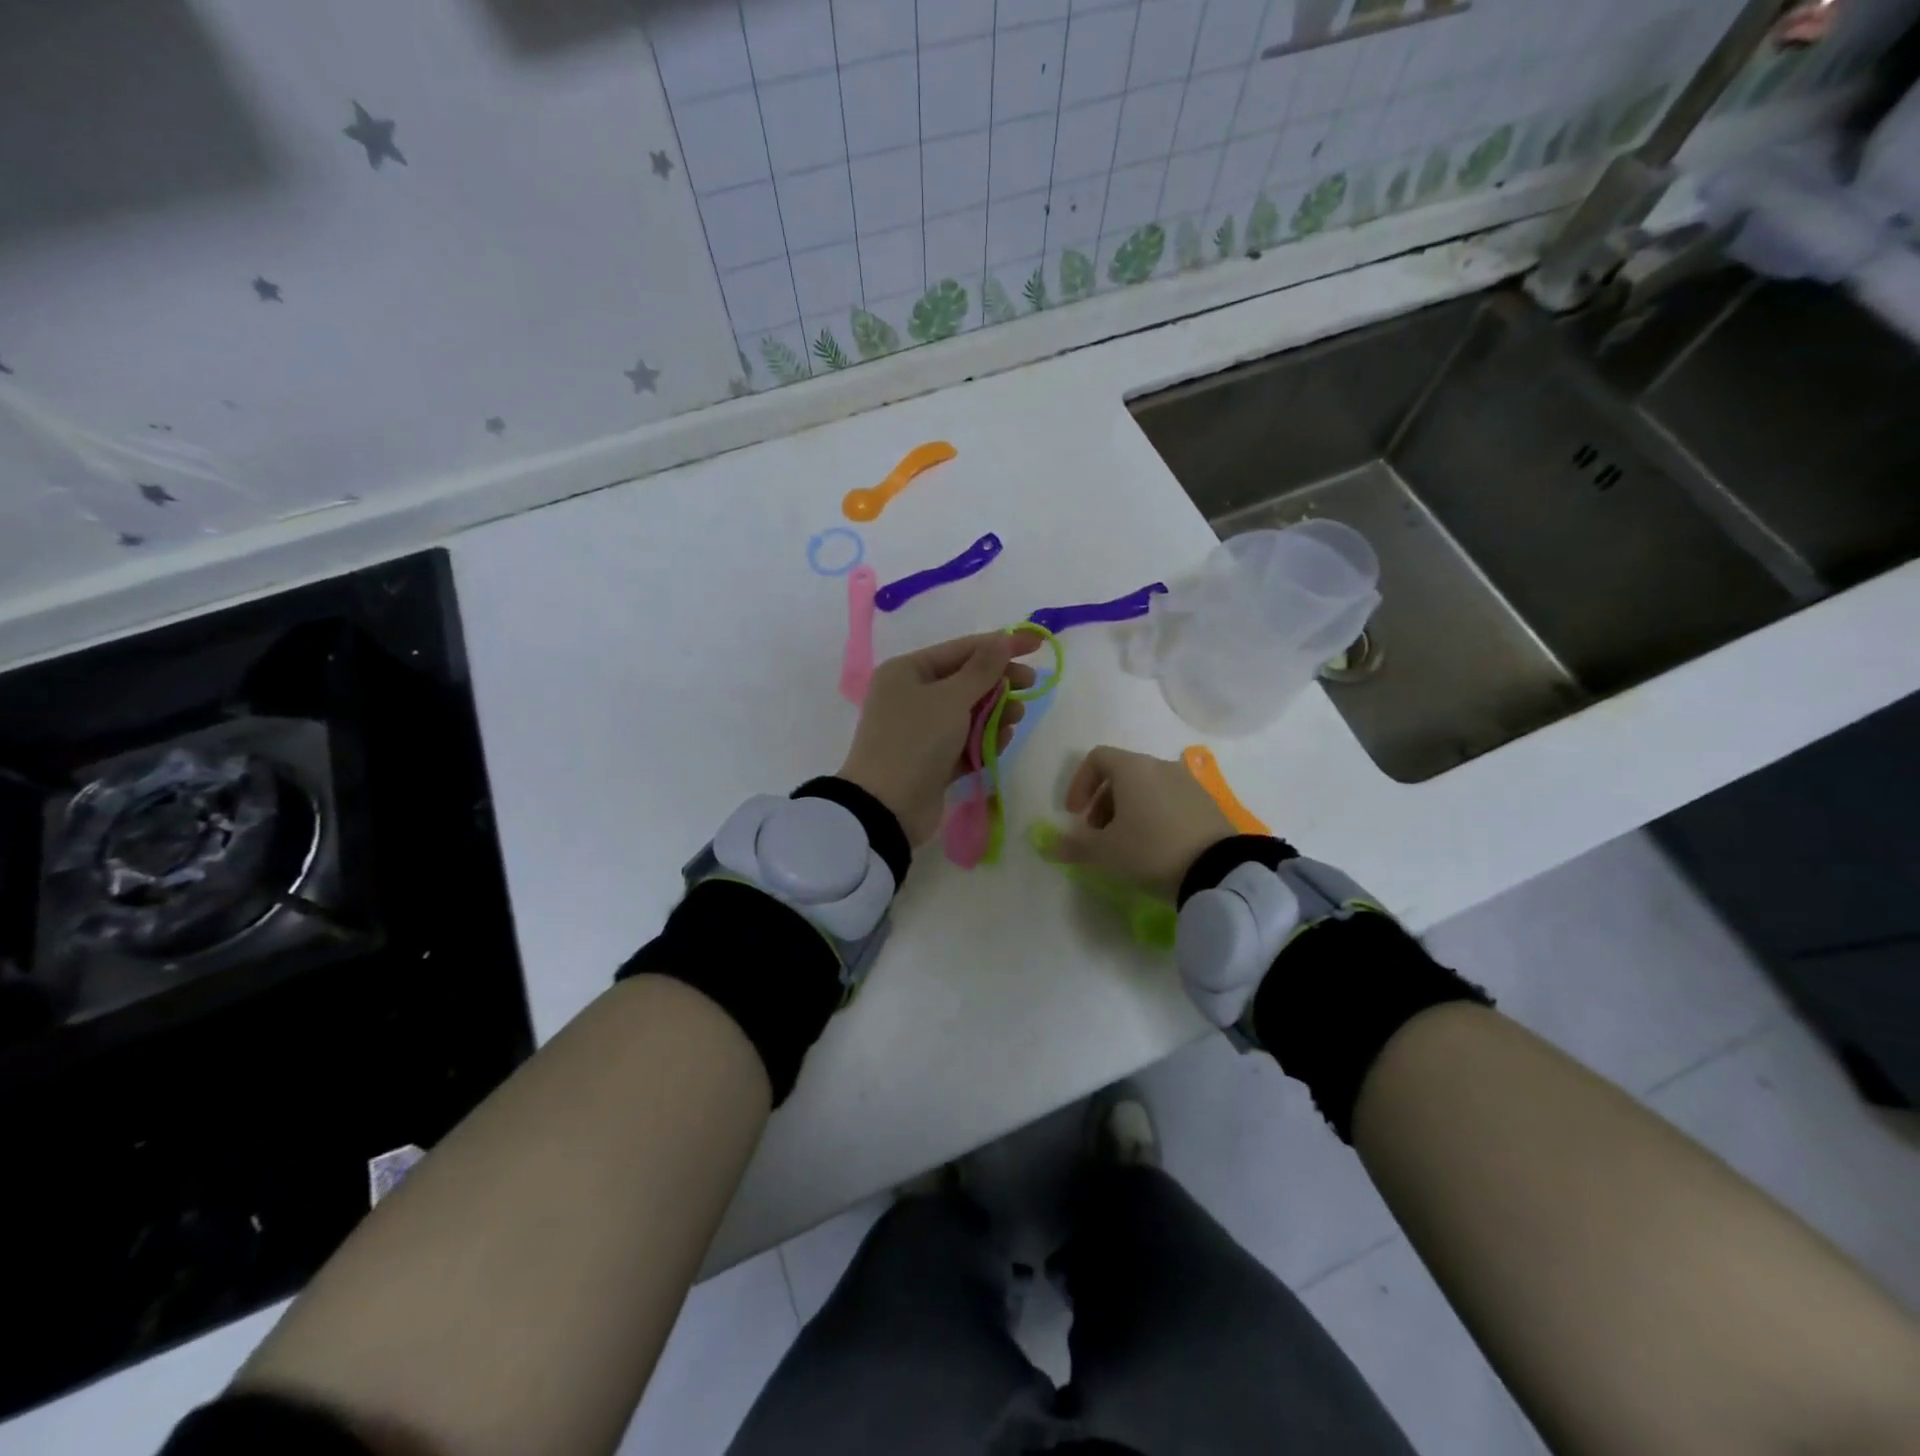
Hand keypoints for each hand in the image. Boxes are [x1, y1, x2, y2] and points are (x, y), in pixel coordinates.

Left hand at [839, 632, 1040, 845]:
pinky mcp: (931, 760)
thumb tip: (1002, 638)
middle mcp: (911, 695)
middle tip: (1030, 684)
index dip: (1000, 644)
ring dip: (996, 711)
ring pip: (968, 712)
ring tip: (1016, 717)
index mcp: (907, 671)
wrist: (887, 808)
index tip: (1038, 644)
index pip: (962, 649)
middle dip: (999, 682)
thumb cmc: (916, 741)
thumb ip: (982, 669)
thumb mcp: (951, 698)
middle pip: (966, 680)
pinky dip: (984, 738)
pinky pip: (964, 741)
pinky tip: (1003, 740)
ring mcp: (921, 730)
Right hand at [1053, 747, 1233, 899]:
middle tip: (1097, 832)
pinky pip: (1169, 798)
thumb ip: (1076, 846)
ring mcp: (1187, 781)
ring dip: (1127, 808)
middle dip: (1102, 800)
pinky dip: (1153, 813)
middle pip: (1122, 773)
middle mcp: (1160, 766)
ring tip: (1125, 842)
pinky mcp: (1206, 801)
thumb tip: (1053, 847)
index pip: (1097, 758)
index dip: (1079, 783)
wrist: (1217, 869)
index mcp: (1132, 768)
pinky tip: (1154, 845)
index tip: (1074, 814)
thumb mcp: (1106, 852)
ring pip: (1146, 786)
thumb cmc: (1151, 850)